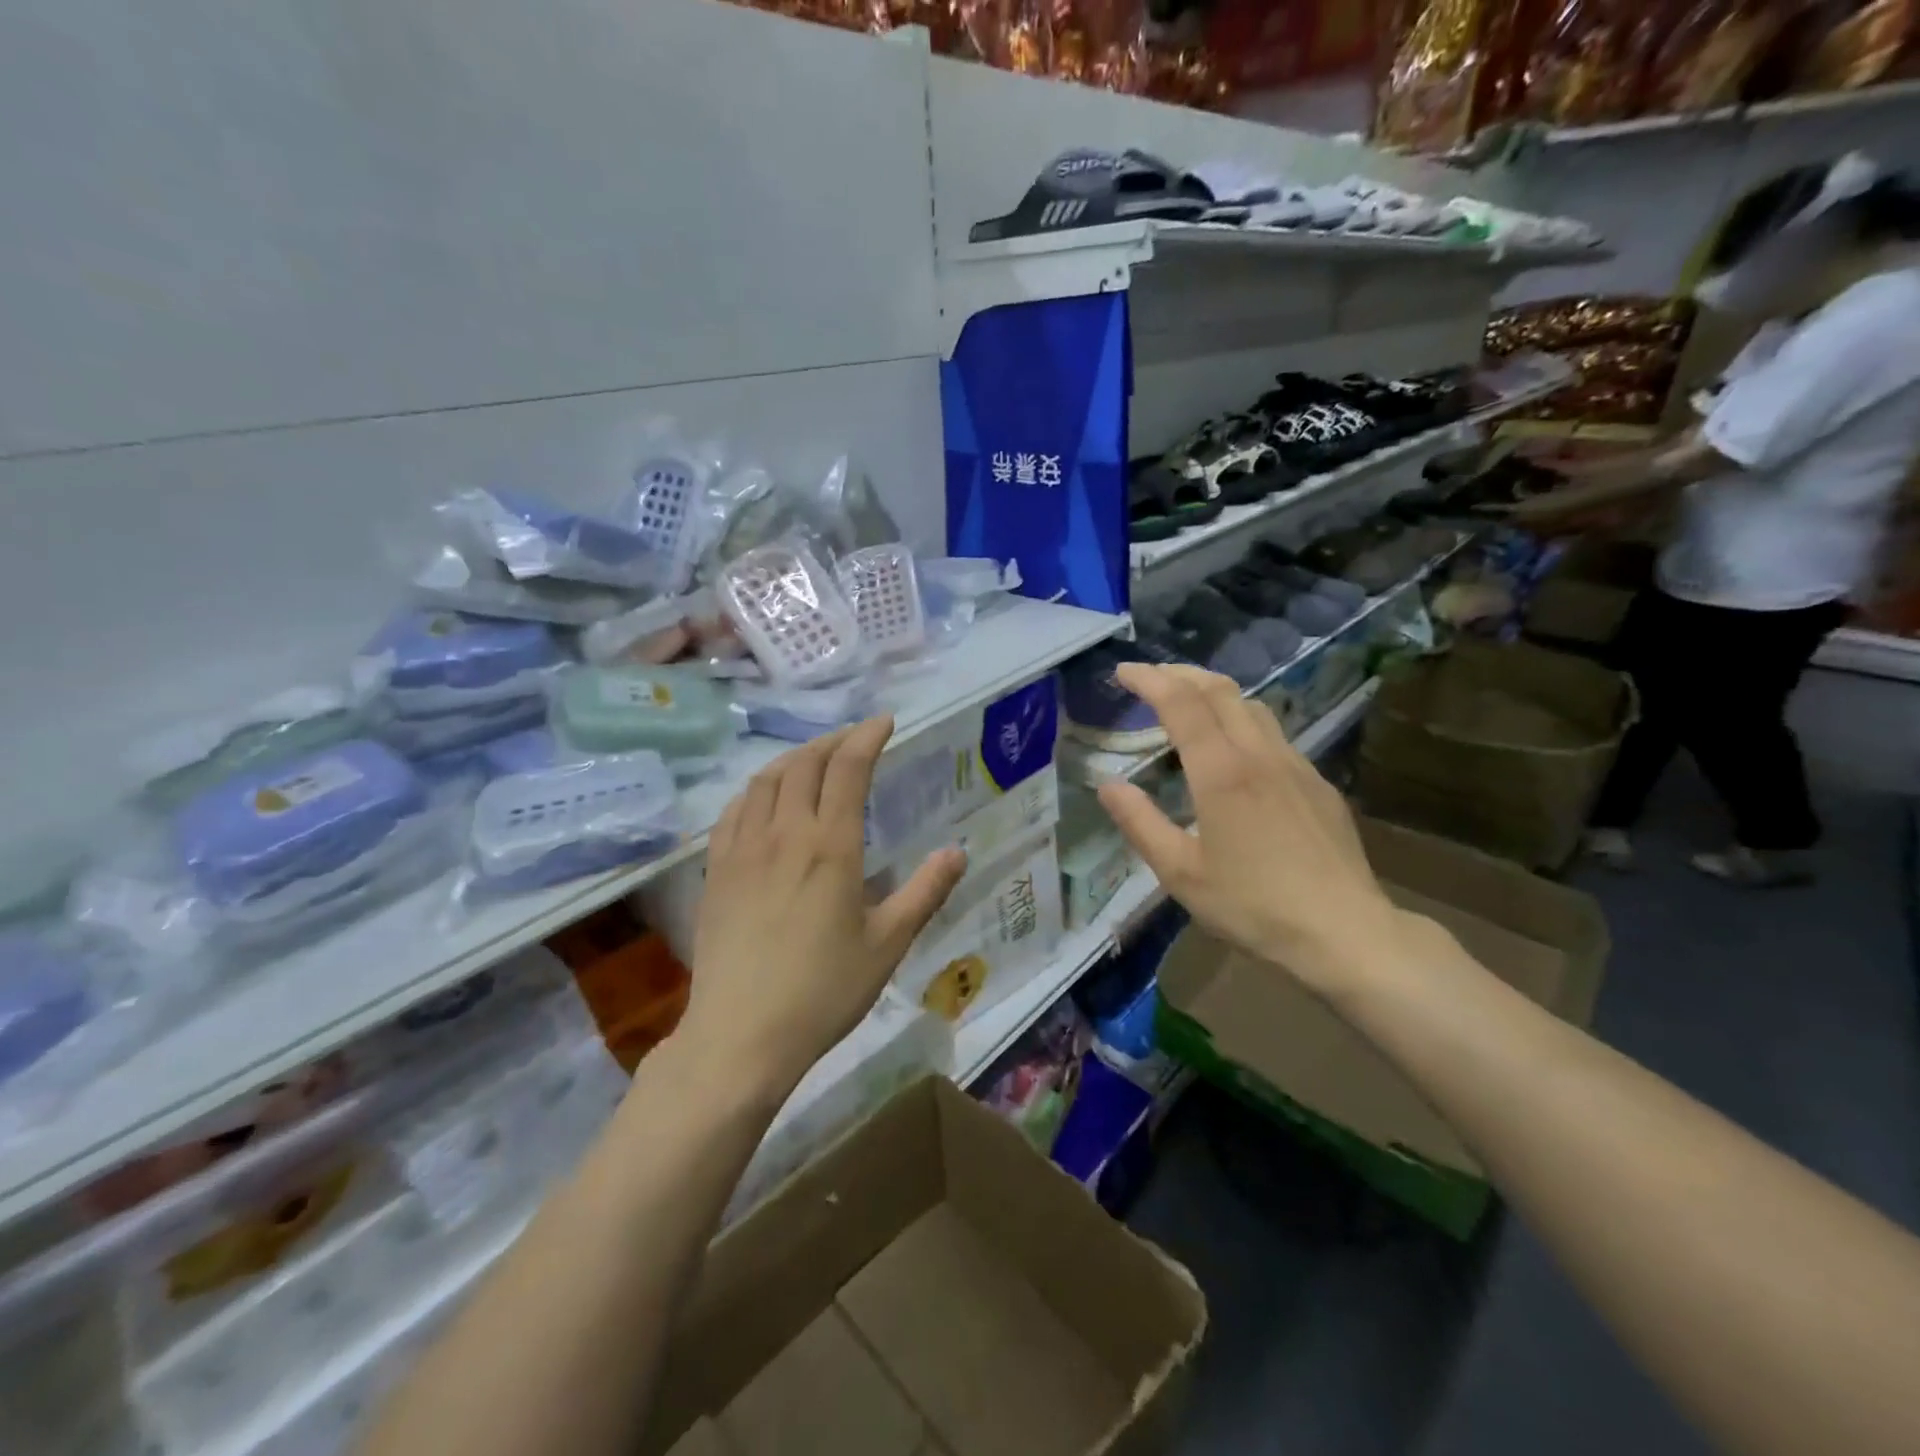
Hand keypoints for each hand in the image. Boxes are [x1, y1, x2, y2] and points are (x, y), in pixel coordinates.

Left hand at [687, 717, 966, 1094]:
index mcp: (830, 846)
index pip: (848, 768)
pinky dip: (756, 789)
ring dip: (793, 759)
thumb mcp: (888, 944)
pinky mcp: (716, 871)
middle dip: (832, 741)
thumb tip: (957, 852)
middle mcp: (784, 834)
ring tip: (813, 761)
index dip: (866, 736)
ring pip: (765, 780)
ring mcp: (742, 850)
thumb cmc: (824, 991)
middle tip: (854, 740)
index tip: (884, 722)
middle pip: (804, 764)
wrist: (741, 1035)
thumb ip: (924, 892)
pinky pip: (733, 810)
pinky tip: (764, 800)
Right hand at [1094, 665, 1408, 997]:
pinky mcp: (1317, 784)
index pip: (1181, 704)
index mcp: (1222, 772)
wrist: (1344, 932)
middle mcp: (1260, 755)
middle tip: (1151, 677)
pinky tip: (1235, 749)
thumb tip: (1107, 784)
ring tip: (1188, 701)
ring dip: (1214, 692)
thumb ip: (1140, 823)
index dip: (1150, 680)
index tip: (1123, 672)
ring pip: (1253, 706)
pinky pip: (1274, 734)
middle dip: (1181, 674)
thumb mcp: (1180, 873)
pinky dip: (1242, 720)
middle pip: (1220, 690)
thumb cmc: (1253, 906)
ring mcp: (1295, 765)